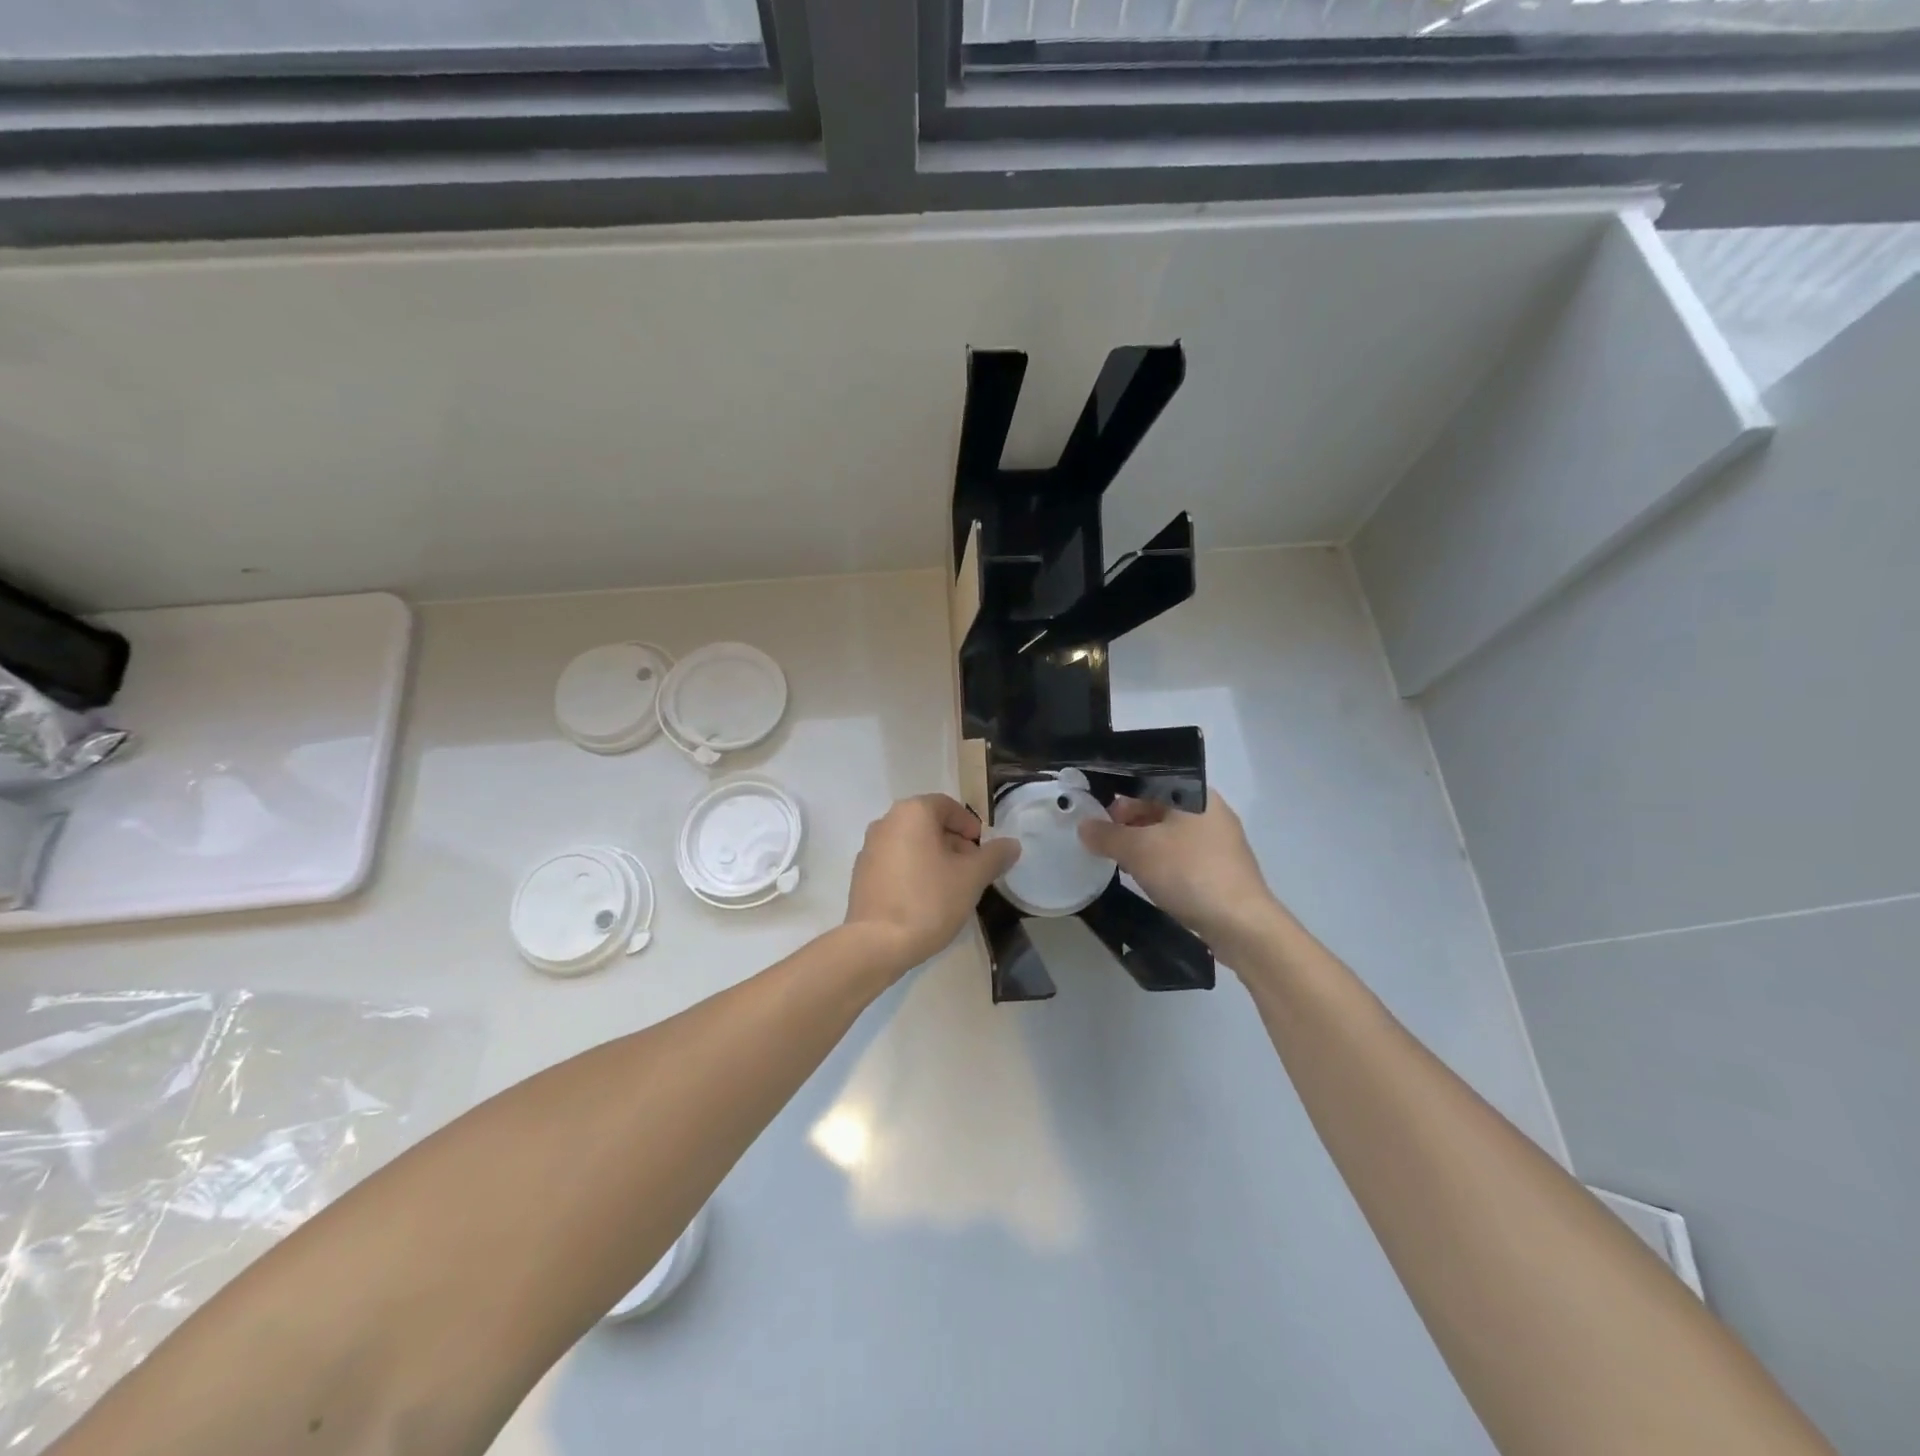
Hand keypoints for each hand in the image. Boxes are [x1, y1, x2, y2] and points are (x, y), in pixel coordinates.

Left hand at [845, 794, 1020, 974]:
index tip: (982, 851)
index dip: (970, 825)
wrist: (877, 943)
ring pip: (911, 843)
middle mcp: (886, 822)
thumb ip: (995, 856)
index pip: (947, 806)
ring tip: (952, 887)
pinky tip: (926, 899)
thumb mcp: (972, 877)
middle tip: (972, 870)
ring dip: (934, 858)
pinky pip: (895, 862)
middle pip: (928, 824)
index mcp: (912, 813)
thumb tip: (1012, 844)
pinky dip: (913, 871)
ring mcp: (869, 848)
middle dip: (954, 843)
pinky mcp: (860, 874)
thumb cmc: (929, 900)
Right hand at [1078, 793, 1287, 961]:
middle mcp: (1210, 810)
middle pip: (1158, 807)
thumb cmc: (1188, 872)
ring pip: (1170, 833)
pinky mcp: (1222, 868)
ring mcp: (1220, 841)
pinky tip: (1147, 879)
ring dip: (1143, 845)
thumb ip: (1107, 835)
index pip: (1147, 781)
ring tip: (1121, 861)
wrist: (1241, 924)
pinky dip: (1161, 862)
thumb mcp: (1138, 850)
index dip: (1118, 796)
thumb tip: (1084, 827)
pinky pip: (1182, 856)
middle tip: (1104, 842)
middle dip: (1128, 823)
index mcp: (1195, 793)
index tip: (1095, 816)